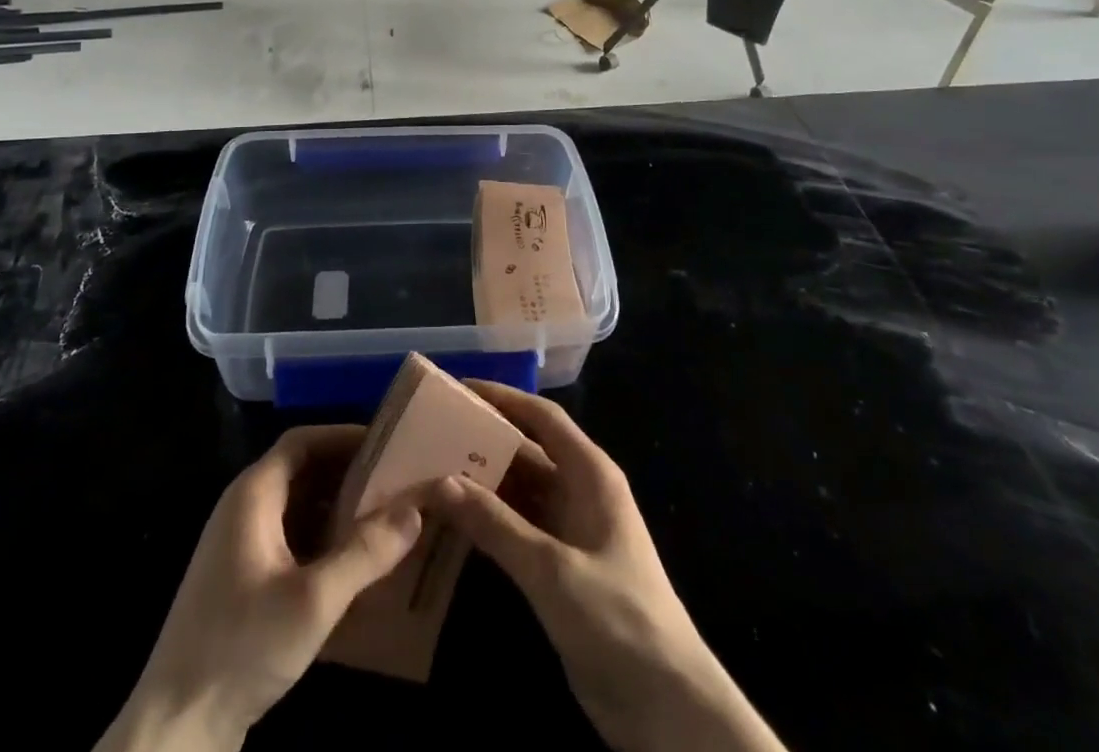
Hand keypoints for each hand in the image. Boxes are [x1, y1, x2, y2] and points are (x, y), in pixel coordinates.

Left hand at [99, 426, 422, 751]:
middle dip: (348, 473)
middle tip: (396, 481)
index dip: (344, 435)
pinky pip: (290, 541)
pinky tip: (353, 566)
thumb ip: (366, 553)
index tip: (388, 443)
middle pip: (302, 471)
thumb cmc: (242, 647)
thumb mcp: (313, 600)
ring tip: (385, 519)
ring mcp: (239, 547)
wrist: (175, 729)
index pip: (302, 441)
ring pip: (298, 509)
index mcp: (253, 494)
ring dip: (338, 509)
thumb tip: (415, 509)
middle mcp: (243, 509)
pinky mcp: (242, 582)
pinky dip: (323, 541)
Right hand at [430, 383, 784, 751]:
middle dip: (482, 442)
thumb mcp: (551, 569)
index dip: (503, 398)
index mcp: (590, 474)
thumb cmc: (617, 619)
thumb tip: (440, 481)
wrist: (668, 709)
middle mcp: (580, 492)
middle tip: (430, 435)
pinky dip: (487, 521)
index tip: (458, 389)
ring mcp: (570, 531)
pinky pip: (517, 528)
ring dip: (481, 484)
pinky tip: (451, 523)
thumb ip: (495, 524)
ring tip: (429, 473)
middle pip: (526, 451)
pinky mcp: (560, 568)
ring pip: (518, 491)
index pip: (542, 418)